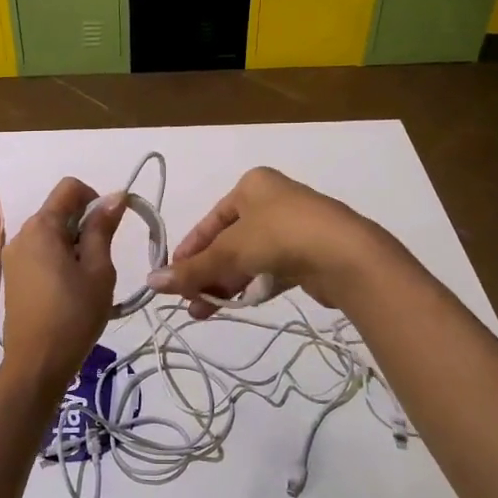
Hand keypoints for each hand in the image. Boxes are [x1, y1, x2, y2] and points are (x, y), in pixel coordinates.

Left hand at [0, 177, 123, 393]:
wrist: (37, 363)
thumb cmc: (74, 314)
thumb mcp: (98, 269)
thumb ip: (102, 229)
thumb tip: (114, 196)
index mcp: (41, 227)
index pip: (70, 187)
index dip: (95, 197)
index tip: (110, 226)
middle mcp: (21, 234)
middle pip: (59, 210)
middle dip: (84, 224)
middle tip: (101, 260)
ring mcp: (13, 255)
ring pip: (50, 233)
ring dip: (73, 243)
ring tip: (87, 278)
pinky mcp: (13, 275)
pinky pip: (40, 252)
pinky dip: (59, 258)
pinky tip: (70, 288)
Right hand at [147, 167, 392, 318]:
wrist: (346, 256)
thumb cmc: (280, 236)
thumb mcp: (230, 250)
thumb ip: (192, 269)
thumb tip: (151, 282)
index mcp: (252, 186)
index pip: (210, 221)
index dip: (189, 250)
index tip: (173, 278)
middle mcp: (272, 201)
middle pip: (228, 241)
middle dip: (206, 272)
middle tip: (188, 301)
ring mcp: (293, 228)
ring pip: (248, 258)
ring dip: (225, 284)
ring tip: (204, 312)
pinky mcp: (308, 255)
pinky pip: (269, 270)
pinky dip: (251, 287)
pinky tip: (234, 306)